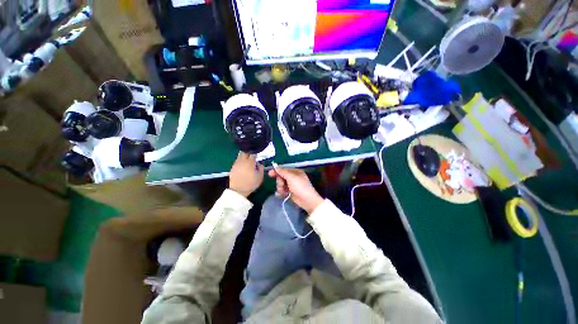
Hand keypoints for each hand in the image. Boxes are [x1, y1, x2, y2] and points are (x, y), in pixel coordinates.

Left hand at [229, 152, 263, 196]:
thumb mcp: (260, 177)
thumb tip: (260, 162)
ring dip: (244, 155)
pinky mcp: (232, 167)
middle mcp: (242, 160)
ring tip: (248, 160)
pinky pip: (237, 160)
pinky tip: (243, 165)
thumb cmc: (250, 184)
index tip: (259, 154)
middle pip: (245, 151)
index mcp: (250, 162)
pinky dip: (241, 160)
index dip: (256, 152)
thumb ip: (261, 168)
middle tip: (253, 155)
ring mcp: (236, 163)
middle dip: (249, 152)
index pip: (253, 153)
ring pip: (240, 155)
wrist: (238, 191)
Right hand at [268, 167, 323, 213]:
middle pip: (281, 177)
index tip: (270, 174)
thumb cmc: (300, 187)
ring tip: (283, 191)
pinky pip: (283, 189)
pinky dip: (281, 192)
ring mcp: (292, 185)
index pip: (284, 169)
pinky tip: (282, 194)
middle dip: (280, 181)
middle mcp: (293, 177)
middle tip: (282, 185)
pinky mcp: (290, 191)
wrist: (307, 200)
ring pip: (281, 183)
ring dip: (280, 187)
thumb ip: (283, 172)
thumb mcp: (291, 177)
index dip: (277, 171)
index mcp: (295, 172)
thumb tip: (276, 167)